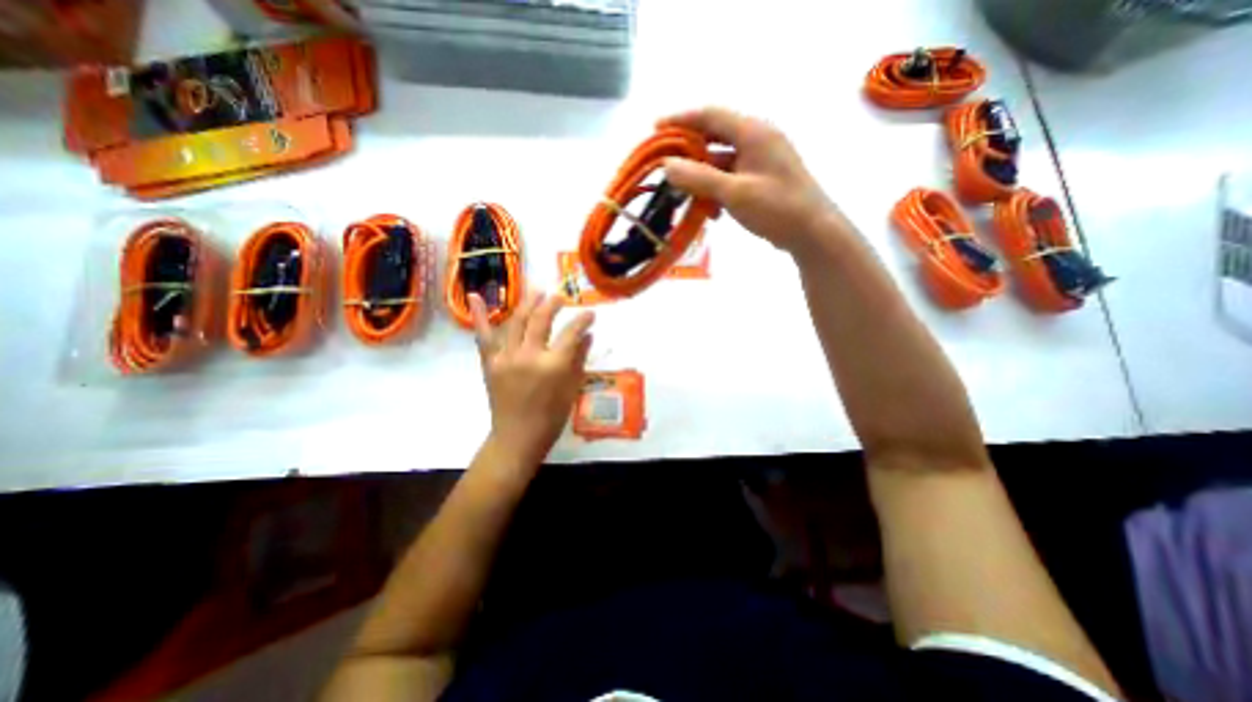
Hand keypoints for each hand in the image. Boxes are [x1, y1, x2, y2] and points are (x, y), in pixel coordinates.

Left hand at [473, 290, 593, 465]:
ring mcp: (506, 357)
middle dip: (554, 304)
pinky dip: (480, 315)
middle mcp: (529, 355)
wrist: (518, 437)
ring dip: (528, 303)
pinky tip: (475, 296)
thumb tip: (588, 335)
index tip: (590, 313)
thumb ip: (579, 358)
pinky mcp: (490, 362)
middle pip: (541, 319)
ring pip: (517, 321)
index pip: (571, 333)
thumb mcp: (572, 388)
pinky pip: (484, 336)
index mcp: (553, 365)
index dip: (582, 320)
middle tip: (561, 297)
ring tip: (537, 291)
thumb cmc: (551, 416)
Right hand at [659, 111, 843, 258]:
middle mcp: (757, 140)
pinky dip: (717, 190)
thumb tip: (667, 165)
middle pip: (714, 138)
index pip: (710, 116)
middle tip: (666, 166)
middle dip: (689, 153)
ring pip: (721, 162)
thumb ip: (699, 178)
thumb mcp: (734, 193)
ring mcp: (761, 160)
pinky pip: (731, 178)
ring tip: (685, 196)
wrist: (812, 232)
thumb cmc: (776, 207)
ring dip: (702, 178)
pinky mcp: (762, 179)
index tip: (656, 129)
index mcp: (753, 133)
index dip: (681, 120)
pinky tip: (711, 211)